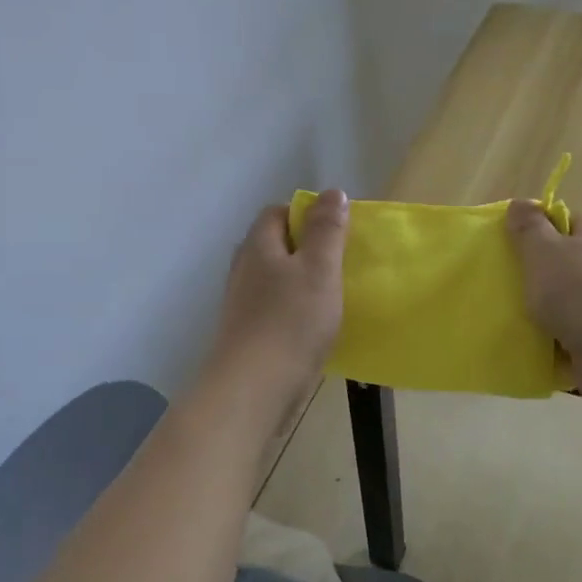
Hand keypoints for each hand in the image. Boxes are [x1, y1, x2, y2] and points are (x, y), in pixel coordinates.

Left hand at [210, 189, 348, 389]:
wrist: (253, 389)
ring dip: (300, 282)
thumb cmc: (291, 322)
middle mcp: (243, 269)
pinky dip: (293, 310)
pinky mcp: (246, 334)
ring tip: (332, 295)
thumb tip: (331, 192)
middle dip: (305, 248)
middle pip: (273, 245)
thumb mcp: (319, 269)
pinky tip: (314, 327)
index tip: (336, 231)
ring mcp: (241, 304)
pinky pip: (273, 309)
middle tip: (339, 263)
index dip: (305, 214)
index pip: (276, 212)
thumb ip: (326, 230)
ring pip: (273, 279)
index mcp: (258, 246)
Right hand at [506, 201, 581, 420]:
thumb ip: (529, 228)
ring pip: (558, 307)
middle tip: (493, 285)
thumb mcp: (545, 251)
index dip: (532, 230)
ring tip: (498, 320)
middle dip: (528, 277)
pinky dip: (544, 348)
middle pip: (557, 267)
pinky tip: (518, 351)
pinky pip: (562, 342)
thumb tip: (520, 203)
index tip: (503, 245)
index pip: (560, 222)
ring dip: (534, 316)